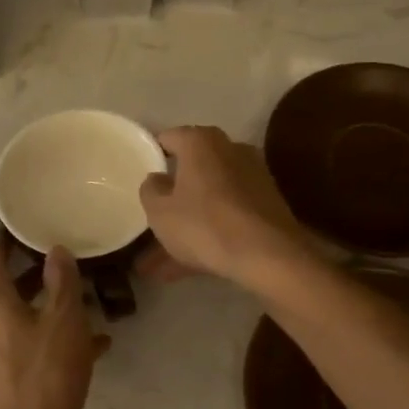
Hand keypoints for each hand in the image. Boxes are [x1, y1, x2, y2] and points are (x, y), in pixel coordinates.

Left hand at [0, 238, 106, 408]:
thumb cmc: (44, 376)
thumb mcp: (64, 321)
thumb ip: (62, 282)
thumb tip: (56, 249)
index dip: (4, 244)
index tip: (19, 229)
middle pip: (7, 294)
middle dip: (34, 278)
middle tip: (63, 264)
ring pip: (23, 325)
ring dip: (50, 313)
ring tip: (87, 307)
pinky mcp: (6, 388)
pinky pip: (32, 354)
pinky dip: (55, 345)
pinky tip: (93, 350)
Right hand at [137, 126, 313, 290]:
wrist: (269, 254)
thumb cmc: (205, 224)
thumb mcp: (160, 211)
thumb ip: (151, 190)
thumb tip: (157, 178)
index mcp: (201, 142)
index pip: (168, 138)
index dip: (152, 155)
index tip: (139, 176)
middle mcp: (230, 150)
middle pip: (191, 170)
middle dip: (170, 198)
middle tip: (151, 219)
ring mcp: (252, 177)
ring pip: (208, 200)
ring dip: (186, 226)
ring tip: (157, 265)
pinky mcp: (266, 205)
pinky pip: (226, 216)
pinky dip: (207, 236)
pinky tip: (183, 269)